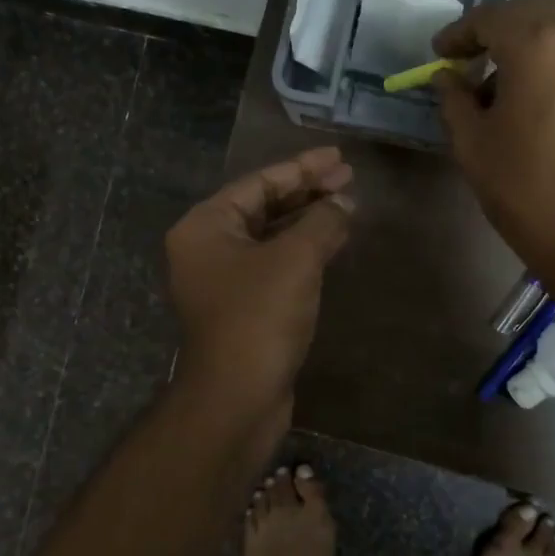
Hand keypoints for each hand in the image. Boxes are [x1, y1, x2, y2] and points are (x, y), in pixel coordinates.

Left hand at [165, 146, 353, 417]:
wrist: (237, 398)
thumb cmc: (259, 318)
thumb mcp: (295, 260)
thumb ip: (321, 222)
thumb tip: (343, 203)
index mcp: (205, 226)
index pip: (258, 183)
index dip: (302, 167)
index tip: (339, 157)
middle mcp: (206, 247)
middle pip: (263, 206)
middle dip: (306, 191)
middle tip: (349, 177)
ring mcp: (222, 279)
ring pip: (270, 236)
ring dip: (307, 220)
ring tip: (348, 204)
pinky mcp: (241, 306)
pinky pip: (273, 263)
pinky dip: (302, 250)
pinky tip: (332, 242)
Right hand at [433, 0, 554, 277]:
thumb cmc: (529, 190)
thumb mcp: (474, 145)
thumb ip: (455, 100)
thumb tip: (448, 77)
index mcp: (537, 41)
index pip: (489, 17)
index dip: (458, 34)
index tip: (439, 54)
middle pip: (531, 9)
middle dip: (496, 28)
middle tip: (469, 58)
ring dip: (528, 40)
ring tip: (501, 80)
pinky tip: (537, 92)